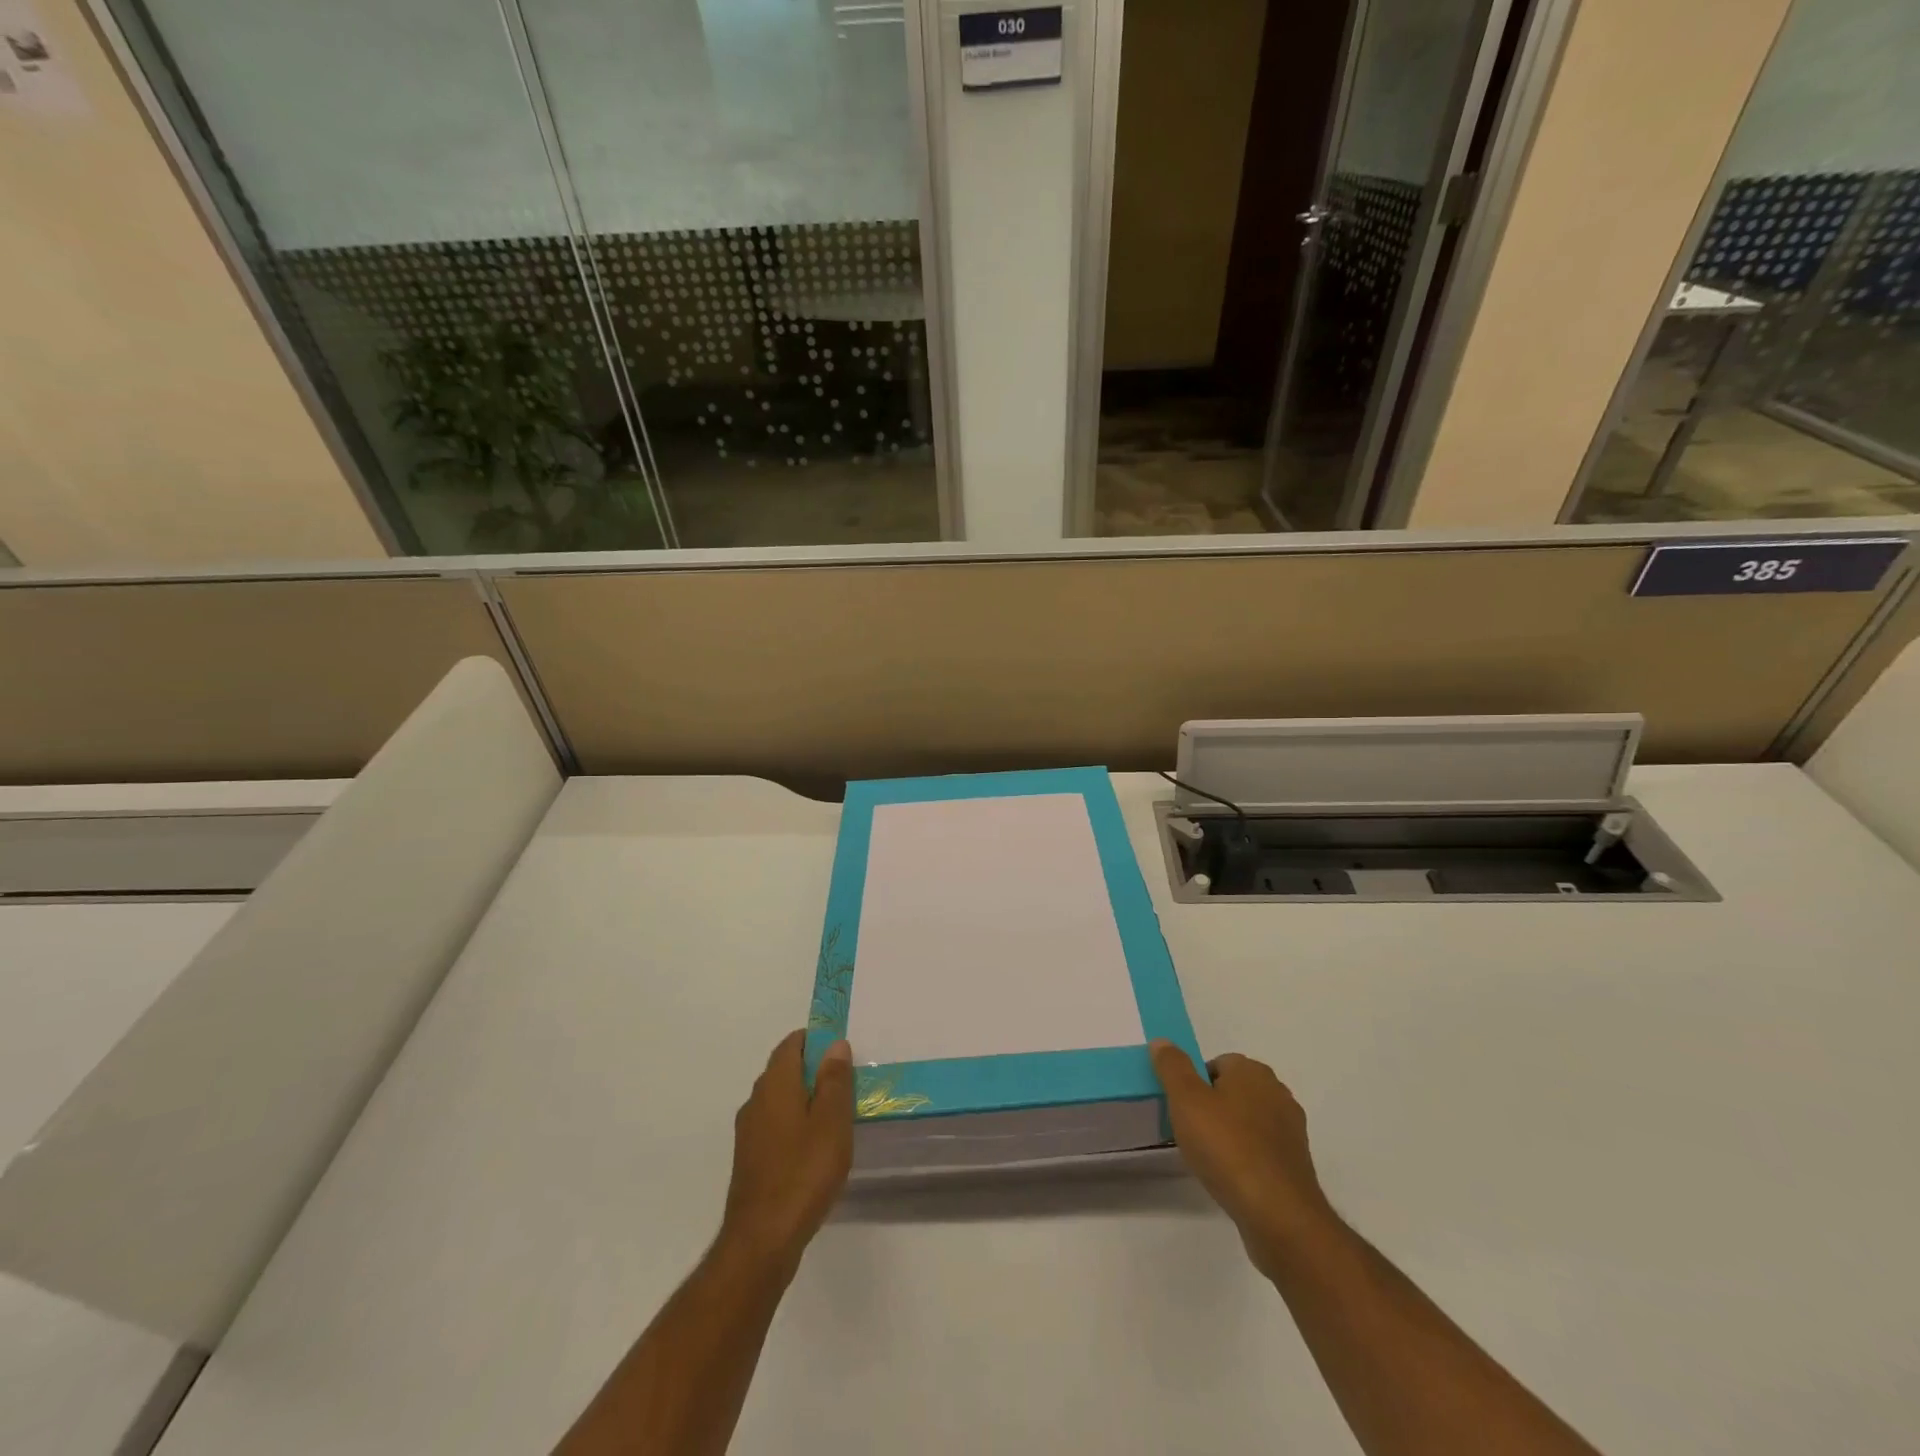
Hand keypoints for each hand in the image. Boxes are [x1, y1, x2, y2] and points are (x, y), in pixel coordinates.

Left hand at [719, 1031, 853, 1272]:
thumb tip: (834, 1044)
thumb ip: (834, 1080)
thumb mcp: (832, 1122)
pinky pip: (776, 1125)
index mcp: (775, 1084)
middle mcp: (756, 1100)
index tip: (842, 1049)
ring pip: (781, 1099)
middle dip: (814, 1069)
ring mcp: (750, 1131)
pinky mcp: (751, 1159)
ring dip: (806, 1098)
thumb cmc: (803, 1172)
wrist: (762, 1239)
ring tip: (838, 1114)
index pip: (792, 1044)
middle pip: (785, 1070)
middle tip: (848, 1080)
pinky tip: (816, 1146)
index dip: (816, 1039)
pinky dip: (796, 1123)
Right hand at [1151, 1040, 1333, 1278]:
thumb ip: (1172, 1066)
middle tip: (1191, 1131)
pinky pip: (1262, 1148)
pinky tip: (1232, 1176)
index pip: (1217, 1063)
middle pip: (1234, 1090)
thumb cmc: (1227, 1147)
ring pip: (1249, 1120)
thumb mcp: (1186, 1099)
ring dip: (1231, 1132)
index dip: (1195, 1083)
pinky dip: (1247, 1156)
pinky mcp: (1296, 1163)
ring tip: (1210, 1157)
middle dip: (1213, 1106)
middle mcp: (1277, 1092)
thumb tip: (1162, 1041)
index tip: (1182, 1108)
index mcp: (1252, 1071)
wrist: (1278, 1213)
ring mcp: (1291, 1129)